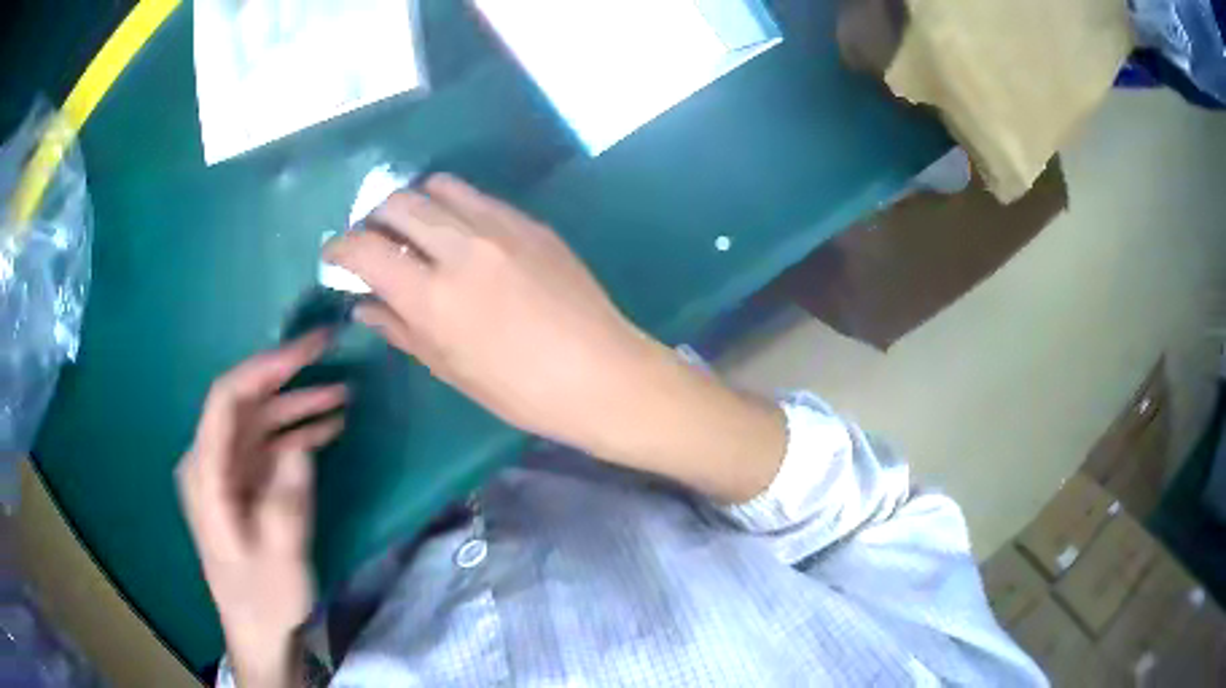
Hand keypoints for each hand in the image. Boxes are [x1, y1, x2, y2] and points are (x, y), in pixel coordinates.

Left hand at [176, 331, 345, 686]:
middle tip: (331, 358)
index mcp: (206, 473)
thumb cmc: (264, 597)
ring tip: (342, 396)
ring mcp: (227, 472)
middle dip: (288, 380)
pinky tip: (328, 430)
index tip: (307, 351)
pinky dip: (296, 435)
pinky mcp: (243, 485)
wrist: (258, 631)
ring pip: (260, 422)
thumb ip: (286, 499)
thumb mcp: (280, 556)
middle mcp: (210, 462)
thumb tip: (300, 447)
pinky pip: (267, 447)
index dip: (265, 367)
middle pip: (245, 405)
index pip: (227, 399)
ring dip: (298, 408)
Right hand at [324, 174, 656, 455]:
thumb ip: (401, 328)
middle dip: (374, 219)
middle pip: (397, 202)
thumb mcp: (450, 368)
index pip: (365, 248)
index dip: (339, 248)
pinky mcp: (530, 222)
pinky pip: (478, 197)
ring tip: (417, 232)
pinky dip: (454, 207)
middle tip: (375, 243)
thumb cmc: (521, 391)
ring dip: (415, 204)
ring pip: (438, 186)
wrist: (602, 373)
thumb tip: (364, 305)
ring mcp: (501, 227)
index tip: (334, 256)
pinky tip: (462, 236)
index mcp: (434, 296)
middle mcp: (462, 247)